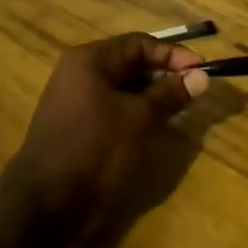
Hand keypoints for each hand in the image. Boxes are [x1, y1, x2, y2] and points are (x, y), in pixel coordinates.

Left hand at [0, 33, 209, 247]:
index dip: (173, 54)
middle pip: (129, 63)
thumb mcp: (140, 119)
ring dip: (151, 96)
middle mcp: (78, 73)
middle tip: (193, 91)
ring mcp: (73, 101)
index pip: (139, 43)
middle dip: (163, 75)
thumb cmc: (96, 149)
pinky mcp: (75, 126)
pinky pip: (111, 108)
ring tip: (179, 110)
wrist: (46, 204)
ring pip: (121, 88)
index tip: (201, 70)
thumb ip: (170, 94)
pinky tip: (152, 128)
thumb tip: (202, 75)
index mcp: (89, 60)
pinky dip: (134, 113)